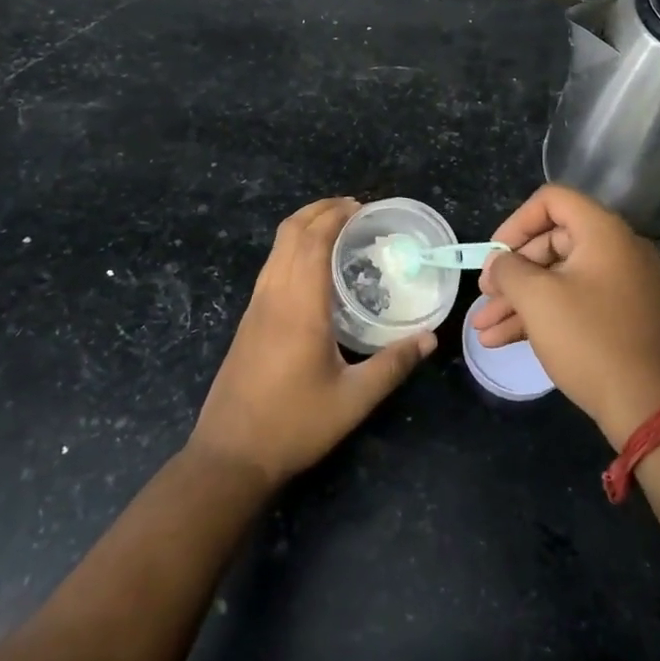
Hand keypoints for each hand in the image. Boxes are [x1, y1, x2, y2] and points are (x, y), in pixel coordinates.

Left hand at [192, 197, 436, 488]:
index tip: (361, 206)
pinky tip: (312, 269)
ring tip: (335, 229)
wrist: (230, 454)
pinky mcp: (248, 320)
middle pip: (290, 233)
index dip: (335, 215)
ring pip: (276, 248)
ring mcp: (256, 306)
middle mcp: (274, 295)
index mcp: (299, 306)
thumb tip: (429, 338)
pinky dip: (292, 248)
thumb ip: (393, 365)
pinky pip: (271, 266)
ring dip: (303, 226)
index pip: (313, 240)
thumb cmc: (294, 424)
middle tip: (352, 209)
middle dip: (319, 210)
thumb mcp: (353, 400)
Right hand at [473, 184, 659, 448]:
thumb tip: (500, 263)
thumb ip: (509, 269)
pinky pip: (575, 301)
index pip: (552, 201)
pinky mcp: (621, 317)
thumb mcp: (537, 299)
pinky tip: (504, 339)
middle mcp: (617, 250)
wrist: (648, 408)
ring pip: (559, 278)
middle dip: (512, 271)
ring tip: (482, 328)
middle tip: (485, 295)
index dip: (516, 222)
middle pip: (552, 241)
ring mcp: (622, 285)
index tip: (494, 255)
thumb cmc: (589, 340)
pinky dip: (542, 315)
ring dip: (519, 299)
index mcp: (604, 233)